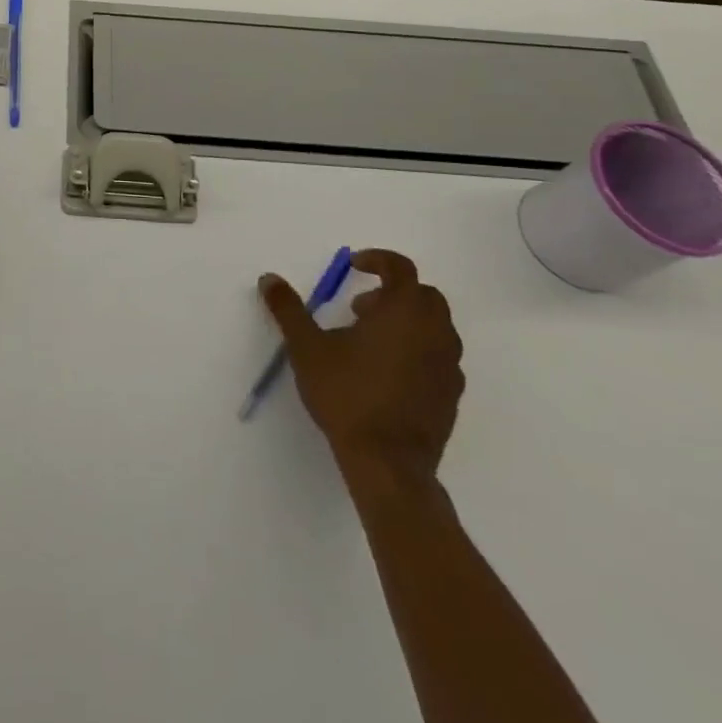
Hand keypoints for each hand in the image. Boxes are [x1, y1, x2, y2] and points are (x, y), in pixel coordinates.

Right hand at [260, 249, 463, 497]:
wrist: (388, 463)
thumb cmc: (347, 394)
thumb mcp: (306, 347)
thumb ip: (288, 309)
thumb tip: (269, 279)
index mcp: (403, 311)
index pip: (400, 268)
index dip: (377, 259)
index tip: (354, 266)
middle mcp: (434, 332)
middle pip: (424, 295)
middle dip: (393, 292)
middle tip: (360, 308)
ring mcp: (448, 366)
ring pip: (436, 327)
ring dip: (407, 321)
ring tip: (370, 341)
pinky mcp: (452, 396)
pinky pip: (439, 357)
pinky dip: (418, 350)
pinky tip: (388, 372)